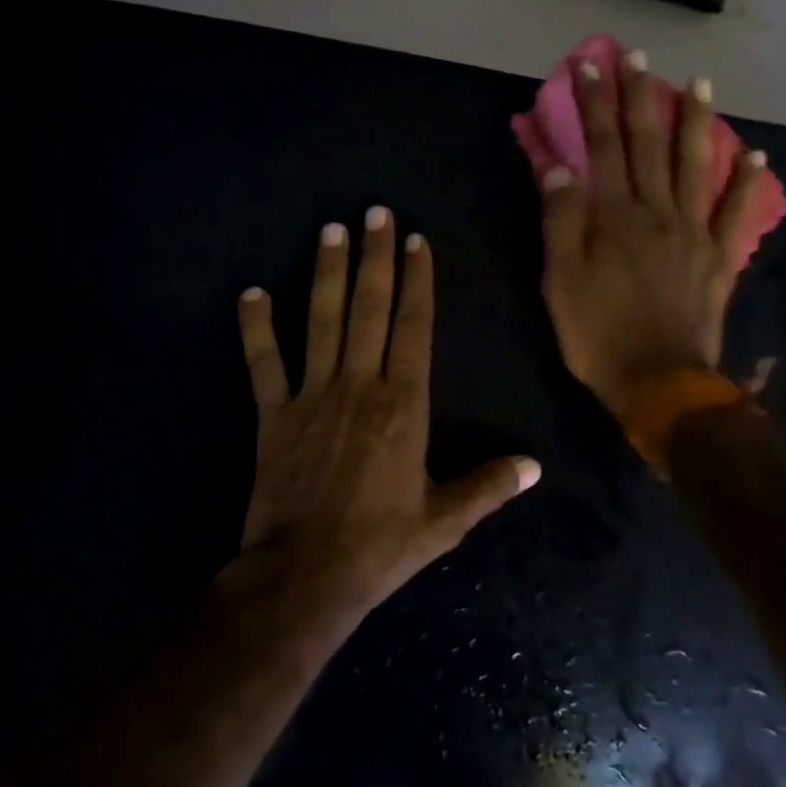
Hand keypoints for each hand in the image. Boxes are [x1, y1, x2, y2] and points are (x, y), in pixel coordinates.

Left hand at [236, 208, 541, 612]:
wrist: (306, 575)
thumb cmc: (381, 545)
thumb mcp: (445, 520)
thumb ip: (489, 486)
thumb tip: (534, 466)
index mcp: (404, 405)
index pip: (414, 327)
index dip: (416, 281)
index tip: (416, 241)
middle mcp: (359, 386)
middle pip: (369, 309)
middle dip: (374, 256)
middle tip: (374, 211)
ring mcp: (312, 396)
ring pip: (321, 321)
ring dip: (326, 273)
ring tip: (330, 229)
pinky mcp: (273, 414)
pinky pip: (263, 362)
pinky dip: (256, 328)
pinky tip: (250, 293)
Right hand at [540, 54, 769, 416]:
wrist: (659, 382)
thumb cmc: (599, 333)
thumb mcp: (561, 281)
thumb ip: (562, 221)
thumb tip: (561, 166)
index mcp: (615, 216)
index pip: (602, 146)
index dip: (595, 103)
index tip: (588, 64)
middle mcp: (657, 211)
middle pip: (647, 143)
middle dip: (639, 96)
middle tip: (637, 56)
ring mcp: (694, 232)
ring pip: (694, 164)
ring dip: (695, 121)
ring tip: (698, 83)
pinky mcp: (719, 257)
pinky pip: (736, 213)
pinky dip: (746, 183)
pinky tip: (755, 155)